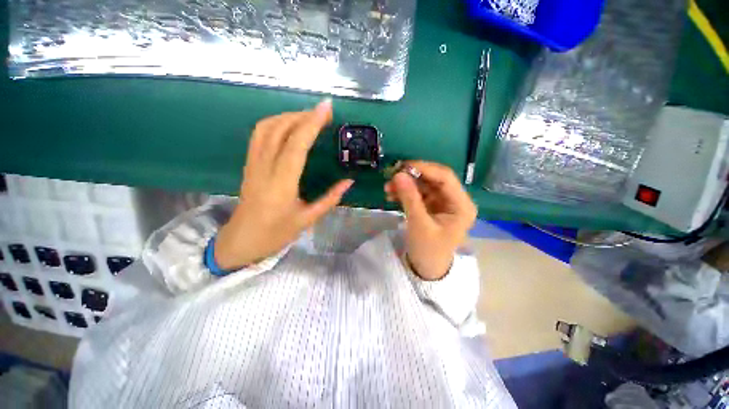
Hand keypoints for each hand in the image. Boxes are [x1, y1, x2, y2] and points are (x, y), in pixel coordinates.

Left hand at [215, 100, 352, 269]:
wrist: (242, 241)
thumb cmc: (276, 234)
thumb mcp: (308, 219)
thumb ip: (330, 199)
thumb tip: (349, 181)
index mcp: (281, 185)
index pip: (296, 146)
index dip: (311, 124)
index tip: (326, 109)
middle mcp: (264, 169)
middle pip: (279, 130)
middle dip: (303, 115)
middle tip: (324, 112)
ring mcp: (253, 164)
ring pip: (266, 128)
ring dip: (288, 116)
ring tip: (309, 116)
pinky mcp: (249, 164)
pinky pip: (259, 135)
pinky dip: (275, 123)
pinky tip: (289, 126)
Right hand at [384, 161, 476, 279]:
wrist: (426, 268)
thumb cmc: (428, 250)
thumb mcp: (418, 224)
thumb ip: (409, 198)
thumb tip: (398, 174)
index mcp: (461, 205)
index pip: (445, 178)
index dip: (424, 168)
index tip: (402, 166)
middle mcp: (455, 200)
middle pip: (434, 179)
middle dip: (412, 176)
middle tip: (392, 175)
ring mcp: (442, 202)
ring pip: (424, 185)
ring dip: (406, 184)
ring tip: (387, 188)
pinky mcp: (431, 206)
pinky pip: (418, 193)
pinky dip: (405, 192)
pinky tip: (391, 194)